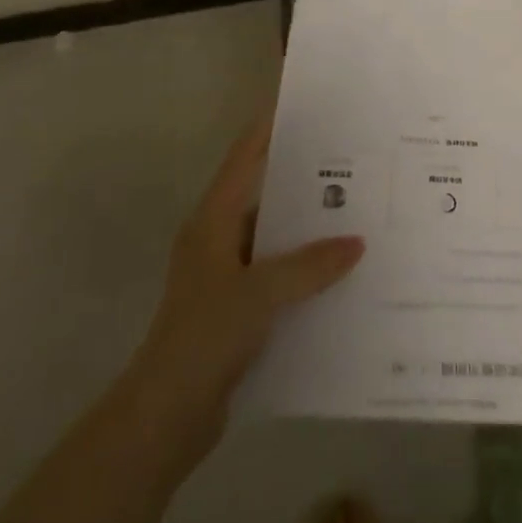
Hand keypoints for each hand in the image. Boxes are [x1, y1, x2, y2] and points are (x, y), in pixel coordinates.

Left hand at [130, 113, 363, 448]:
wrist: (164, 416)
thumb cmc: (205, 335)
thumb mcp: (261, 293)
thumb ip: (310, 266)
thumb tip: (357, 243)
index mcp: (212, 221)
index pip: (243, 160)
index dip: (267, 130)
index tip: (299, 106)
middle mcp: (216, 240)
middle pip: (262, 197)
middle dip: (301, 183)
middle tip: (348, 164)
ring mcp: (223, 277)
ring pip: (271, 240)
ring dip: (304, 233)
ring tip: (353, 217)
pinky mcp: (232, 312)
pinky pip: (273, 277)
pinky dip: (300, 273)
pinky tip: (336, 277)